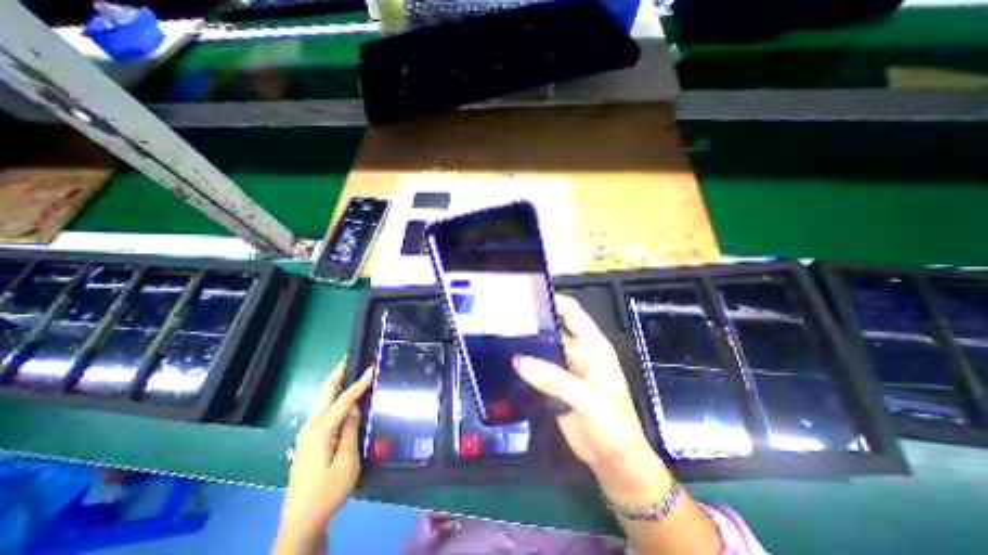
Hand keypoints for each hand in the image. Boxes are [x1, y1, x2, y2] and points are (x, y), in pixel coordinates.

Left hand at [273, 358, 374, 553]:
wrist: (301, 521)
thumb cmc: (328, 491)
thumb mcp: (347, 461)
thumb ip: (351, 431)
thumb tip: (355, 408)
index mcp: (320, 431)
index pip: (344, 400)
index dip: (359, 383)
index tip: (372, 368)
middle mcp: (310, 427)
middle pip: (325, 393)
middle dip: (337, 373)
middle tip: (349, 358)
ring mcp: (306, 434)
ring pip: (322, 401)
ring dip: (335, 384)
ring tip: (349, 371)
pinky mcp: (308, 441)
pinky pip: (323, 411)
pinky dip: (333, 398)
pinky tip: (343, 398)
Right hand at [514, 297, 666, 505]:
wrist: (614, 461)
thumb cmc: (613, 425)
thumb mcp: (589, 398)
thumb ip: (554, 378)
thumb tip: (518, 360)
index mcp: (592, 345)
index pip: (572, 312)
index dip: (553, 301)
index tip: (527, 298)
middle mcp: (577, 352)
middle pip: (553, 328)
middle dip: (533, 321)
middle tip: (505, 317)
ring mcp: (564, 368)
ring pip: (542, 348)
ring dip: (525, 342)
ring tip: (500, 333)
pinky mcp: (552, 385)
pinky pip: (536, 369)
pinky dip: (523, 364)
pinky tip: (504, 359)